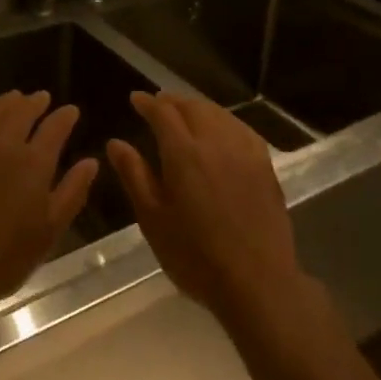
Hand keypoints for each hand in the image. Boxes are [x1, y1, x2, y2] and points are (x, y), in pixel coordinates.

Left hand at [0, 90, 97, 329]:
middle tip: (42, 98)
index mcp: (34, 162)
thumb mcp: (48, 232)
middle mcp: (4, 144)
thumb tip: (91, 162)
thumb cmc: (2, 257)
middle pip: (22, 111)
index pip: (55, 127)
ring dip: (7, 102)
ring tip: (14, 98)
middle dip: (36, 102)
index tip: (71, 111)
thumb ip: (72, 192)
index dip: (65, 116)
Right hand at [107, 92, 308, 332]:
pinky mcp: (264, 164)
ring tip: (185, 112)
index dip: (148, 103)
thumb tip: (116, 143)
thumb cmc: (195, 256)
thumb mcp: (153, 219)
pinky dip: (224, 120)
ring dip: (198, 107)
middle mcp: (215, 141)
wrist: (257, 281)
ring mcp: (244, 151)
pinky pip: (240, 128)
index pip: (163, 113)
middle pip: (192, 107)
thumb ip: (135, 175)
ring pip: (218, 114)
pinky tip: (221, 129)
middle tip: (158, 103)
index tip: (135, 99)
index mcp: (184, 153)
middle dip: (173, 101)